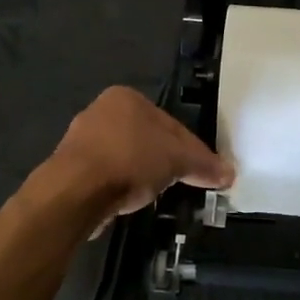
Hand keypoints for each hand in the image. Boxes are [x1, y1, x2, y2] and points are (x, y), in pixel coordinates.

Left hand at [46, 86, 231, 220]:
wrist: (75, 191)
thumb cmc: (130, 160)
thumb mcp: (177, 161)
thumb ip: (204, 165)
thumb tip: (230, 173)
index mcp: (126, 98)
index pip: (171, 123)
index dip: (192, 149)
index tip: (204, 172)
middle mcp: (101, 110)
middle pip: (147, 138)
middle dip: (165, 161)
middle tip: (182, 184)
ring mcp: (81, 140)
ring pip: (126, 157)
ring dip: (141, 174)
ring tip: (155, 195)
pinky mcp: (70, 168)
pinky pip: (106, 175)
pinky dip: (120, 186)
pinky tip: (128, 201)